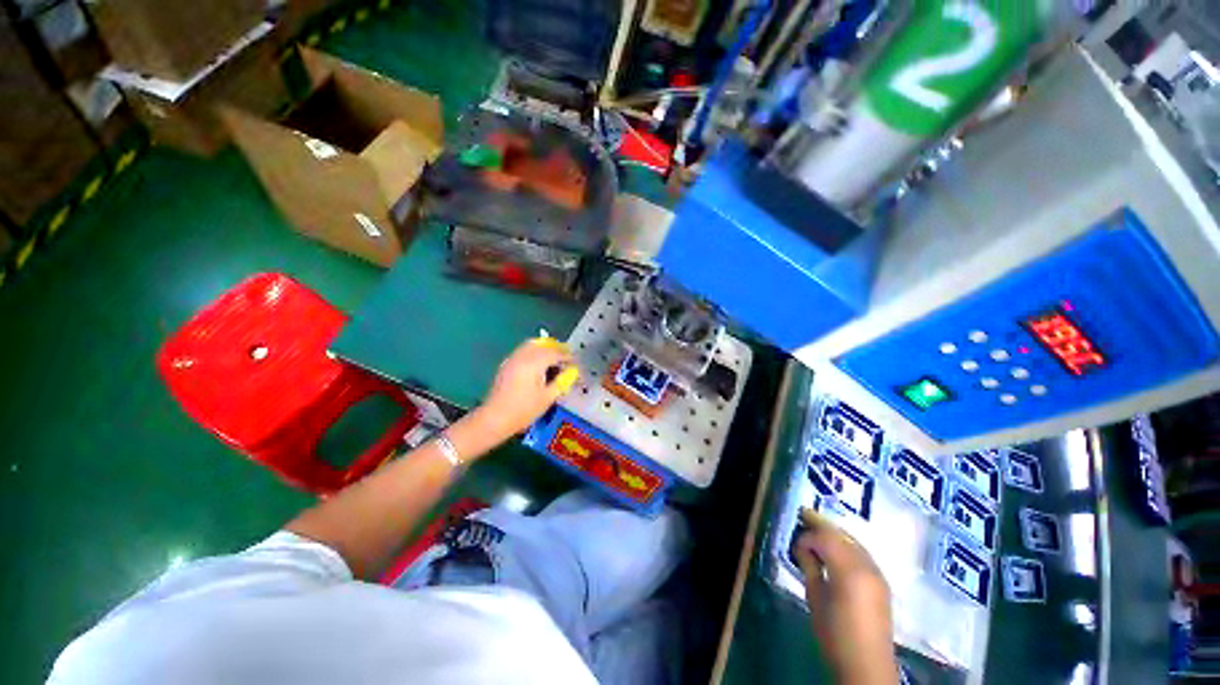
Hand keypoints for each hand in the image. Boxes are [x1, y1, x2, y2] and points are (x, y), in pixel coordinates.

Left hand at [476, 338, 578, 437]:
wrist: (495, 418)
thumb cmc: (524, 410)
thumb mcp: (548, 397)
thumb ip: (562, 381)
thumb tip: (572, 372)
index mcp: (534, 363)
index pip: (555, 353)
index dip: (567, 357)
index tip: (575, 363)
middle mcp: (522, 356)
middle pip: (543, 345)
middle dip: (556, 349)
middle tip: (566, 357)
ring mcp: (512, 359)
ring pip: (531, 345)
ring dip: (544, 349)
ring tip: (553, 360)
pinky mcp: (506, 365)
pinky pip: (523, 351)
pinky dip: (534, 353)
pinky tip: (538, 366)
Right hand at [793, 508, 898, 684]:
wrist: (867, 665)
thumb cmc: (835, 634)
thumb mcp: (815, 598)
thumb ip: (810, 567)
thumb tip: (803, 548)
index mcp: (849, 571)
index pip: (825, 538)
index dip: (808, 536)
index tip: (795, 544)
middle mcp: (867, 566)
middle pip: (842, 535)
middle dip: (822, 524)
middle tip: (803, 514)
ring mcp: (878, 573)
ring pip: (853, 541)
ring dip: (834, 534)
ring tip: (816, 529)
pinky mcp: (881, 582)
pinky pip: (862, 553)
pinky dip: (846, 545)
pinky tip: (835, 549)